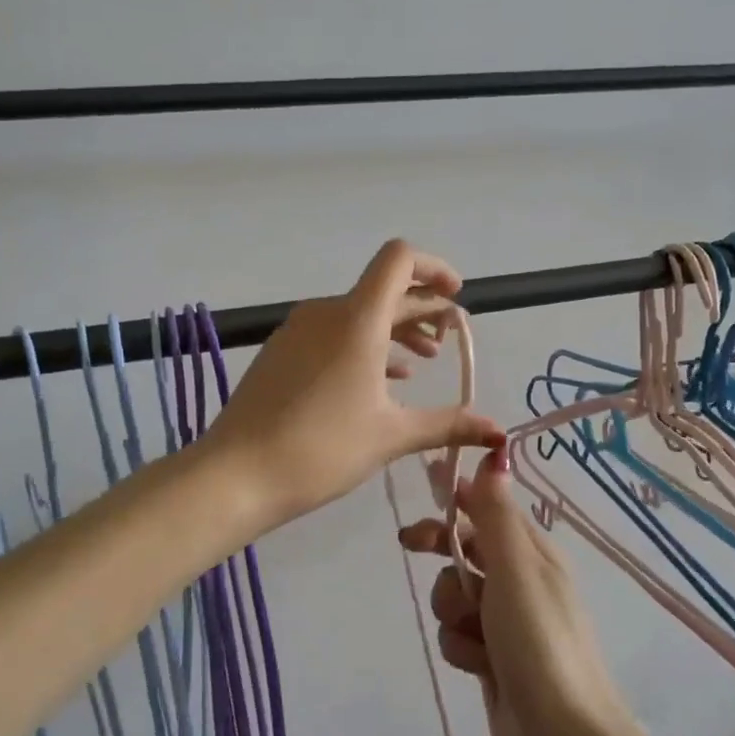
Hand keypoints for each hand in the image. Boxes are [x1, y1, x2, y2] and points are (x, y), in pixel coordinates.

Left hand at [205, 240, 504, 529]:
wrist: (236, 475)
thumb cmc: (322, 449)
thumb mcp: (391, 436)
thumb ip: (448, 425)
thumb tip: (498, 431)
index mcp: (356, 319)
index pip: (399, 260)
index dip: (433, 268)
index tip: (455, 297)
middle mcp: (326, 312)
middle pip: (383, 290)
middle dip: (422, 309)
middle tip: (449, 339)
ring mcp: (298, 331)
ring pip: (357, 314)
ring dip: (394, 331)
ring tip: (422, 363)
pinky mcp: (281, 352)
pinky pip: (332, 334)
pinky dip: (364, 346)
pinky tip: (380, 380)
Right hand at [398, 449, 636, 735]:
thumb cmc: (539, 639)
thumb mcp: (516, 568)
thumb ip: (497, 513)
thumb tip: (496, 453)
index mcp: (533, 552)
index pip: (488, 509)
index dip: (456, 498)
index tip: (425, 487)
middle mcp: (520, 581)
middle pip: (465, 551)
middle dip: (443, 556)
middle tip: (409, 545)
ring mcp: (507, 622)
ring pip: (455, 597)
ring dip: (453, 612)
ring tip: (475, 636)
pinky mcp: (494, 658)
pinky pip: (458, 636)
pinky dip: (462, 648)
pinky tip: (479, 666)